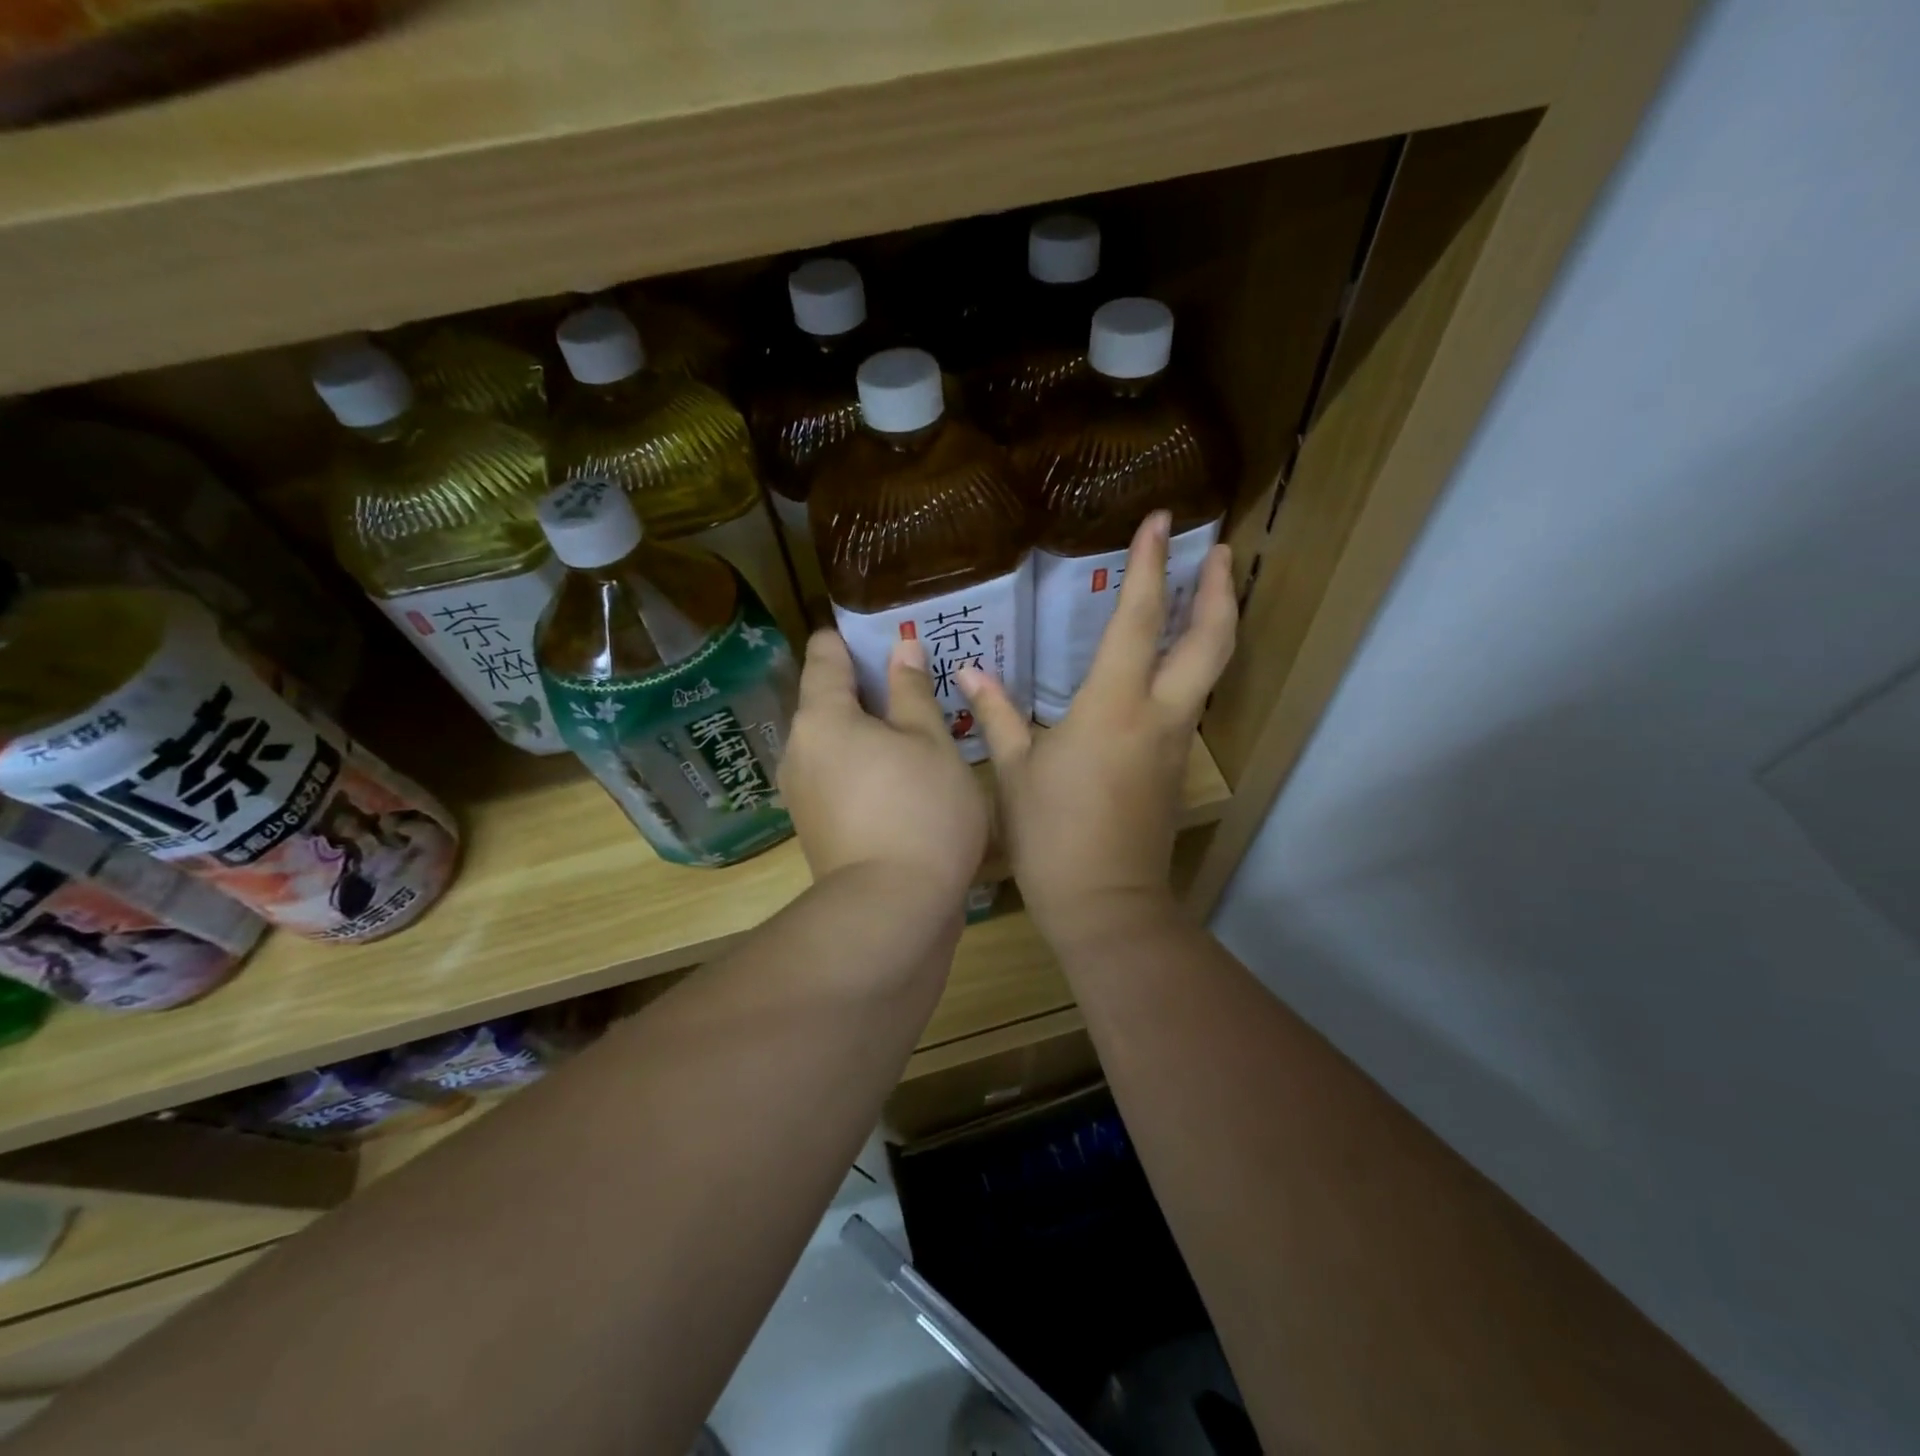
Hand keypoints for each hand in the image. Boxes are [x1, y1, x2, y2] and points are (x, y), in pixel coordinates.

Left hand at [780, 630, 988, 914]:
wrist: (892, 912)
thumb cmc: (921, 811)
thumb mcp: (931, 742)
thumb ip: (913, 691)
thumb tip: (901, 648)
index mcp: (822, 717)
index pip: (824, 654)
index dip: (853, 637)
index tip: (887, 635)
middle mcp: (799, 749)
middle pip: (827, 700)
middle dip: (868, 689)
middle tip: (918, 685)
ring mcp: (802, 793)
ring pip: (834, 743)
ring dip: (869, 732)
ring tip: (918, 731)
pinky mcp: (815, 827)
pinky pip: (837, 776)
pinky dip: (864, 766)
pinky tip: (903, 778)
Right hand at [959, 512, 1235, 945]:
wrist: (1105, 902)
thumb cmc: (1051, 834)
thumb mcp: (1013, 771)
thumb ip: (997, 714)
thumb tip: (970, 673)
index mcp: (1113, 705)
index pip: (1140, 619)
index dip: (1150, 564)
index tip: (1159, 520)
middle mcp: (1158, 714)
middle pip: (1210, 639)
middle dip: (1219, 588)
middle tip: (1219, 549)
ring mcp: (1176, 742)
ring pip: (1210, 669)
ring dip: (1213, 624)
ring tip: (1206, 591)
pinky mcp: (1176, 767)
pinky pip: (1190, 702)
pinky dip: (1190, 667)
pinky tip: (1168, 664)